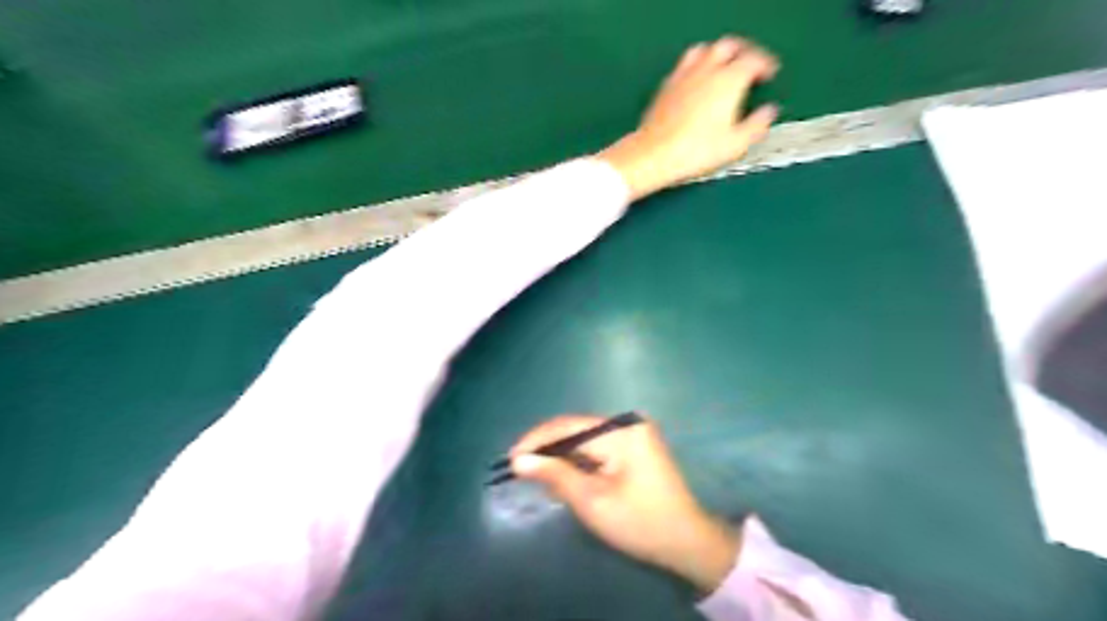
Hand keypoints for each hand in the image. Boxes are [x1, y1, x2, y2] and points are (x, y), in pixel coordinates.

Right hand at [511, 412, 738, 592]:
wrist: (687, 541)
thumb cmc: (640, 523)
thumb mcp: (593, 501)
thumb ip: (555, 475)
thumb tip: (519, 460)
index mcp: (622, 431)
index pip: (569, 426)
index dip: (537, 440)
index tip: (510, 458)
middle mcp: (628, 423)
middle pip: (576, 429)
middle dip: (547, 447)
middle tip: (519, 467)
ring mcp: (633, 433)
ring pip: (585, 437)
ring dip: (561, 454)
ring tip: (535, 471)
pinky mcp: (635, 445)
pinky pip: (597, 446)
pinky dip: (578, 459)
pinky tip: (563, 472)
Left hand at [597, 36, 777, 197]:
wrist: (655, 155)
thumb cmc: (694, 152)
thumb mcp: (735, 145)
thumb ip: (756, 125)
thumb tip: (767, 114)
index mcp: (729, 81)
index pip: (753, 60)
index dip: (765, 65)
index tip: (769, 74)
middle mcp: (706, 71)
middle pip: (729, 46)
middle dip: (743, 52)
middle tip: (750, 66)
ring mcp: (683, 76)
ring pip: (704, 50)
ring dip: (718, 55)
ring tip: (724, 68)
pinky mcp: (666, 86)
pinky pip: (684, 65)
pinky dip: (696, 67)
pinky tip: (697, 82)